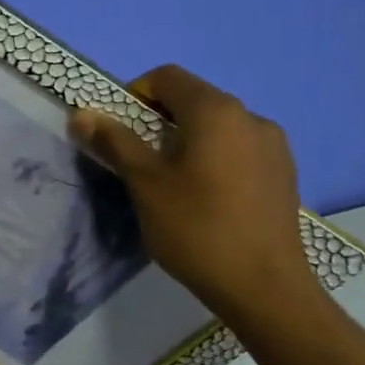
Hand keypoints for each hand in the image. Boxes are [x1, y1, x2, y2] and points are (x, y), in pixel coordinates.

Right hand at [71, 65, 317, 321]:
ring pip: (217, 127)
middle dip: (158, 121)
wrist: (263, 288)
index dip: (134, 95)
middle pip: (193, 100)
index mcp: (216, 111)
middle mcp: (251, 117)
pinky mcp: (283, 174)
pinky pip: (238, 150)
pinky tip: (206, 199)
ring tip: (172, 184)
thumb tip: (81, 114)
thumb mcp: (144, 184)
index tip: (119, 133)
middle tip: (138, 162)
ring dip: (186, 141)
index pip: (167, 77)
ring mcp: (273, 146)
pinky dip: (213, 159)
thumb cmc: (196, 229)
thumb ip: (114, 142)